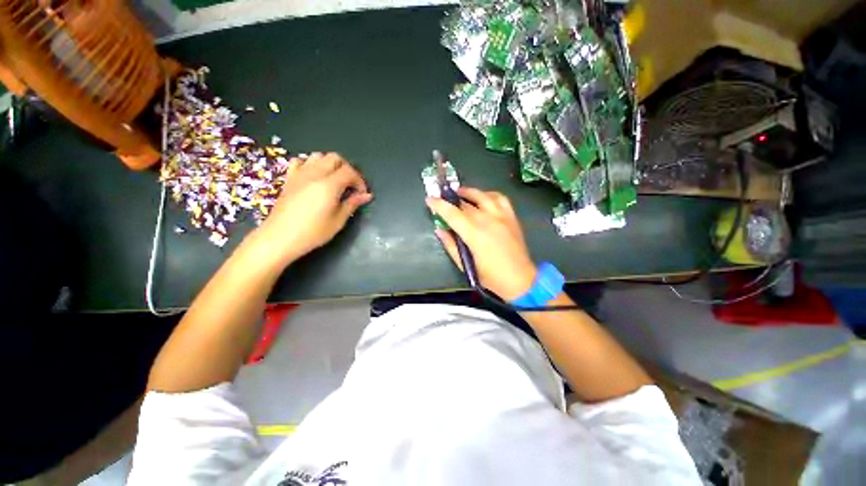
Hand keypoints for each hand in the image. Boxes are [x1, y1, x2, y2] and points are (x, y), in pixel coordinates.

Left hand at [249, 152, 371, 267]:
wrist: (280, 237)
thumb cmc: (313, 232)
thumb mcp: (338, 221)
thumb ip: (352, 204)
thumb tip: (367, 195)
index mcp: (329, 185)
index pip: (350, 171)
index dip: (360, 181)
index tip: (362, 194)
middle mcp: (315, 174)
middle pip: (335, 158)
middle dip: (347, 169)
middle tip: (351, 186)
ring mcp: (299, 174)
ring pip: (319, 156)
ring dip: (330, 165)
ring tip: (335, 181)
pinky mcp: (289, 178)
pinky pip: (301, 161)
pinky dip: (311, 164)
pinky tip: (314, 177)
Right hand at [427, 187, 536, 300]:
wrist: (520, 279)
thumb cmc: (490, 276)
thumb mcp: (466, 265)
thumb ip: (451, 245)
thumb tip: (440, 230)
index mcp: (474, 234)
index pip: (452, 214)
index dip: (439, 205)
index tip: (430, 200)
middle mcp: (487, 220)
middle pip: (465, 203)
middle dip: (451, 199)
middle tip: (443, 198)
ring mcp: (501, 216)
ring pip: (482, 195)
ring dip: (469, 192)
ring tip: (460, 192)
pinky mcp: (511, 217)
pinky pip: (500, 198)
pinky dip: (489, 194)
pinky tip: (483, 197)